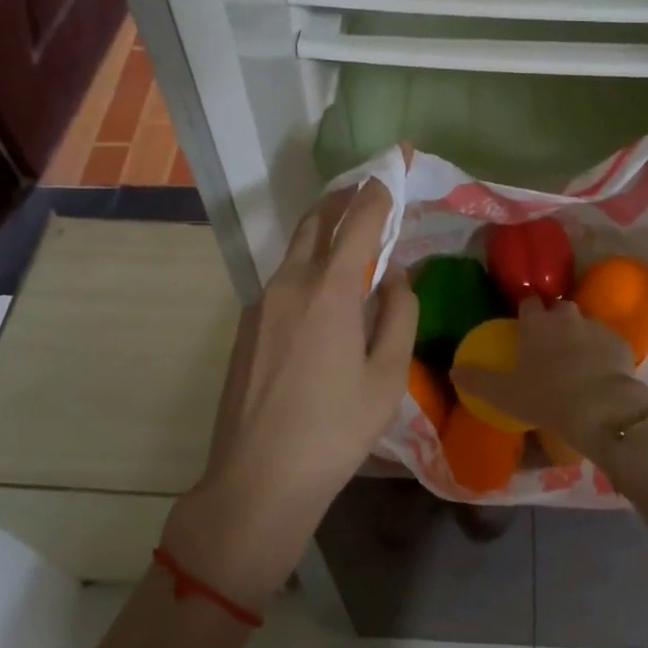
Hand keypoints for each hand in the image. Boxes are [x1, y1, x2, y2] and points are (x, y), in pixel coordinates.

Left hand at [162, 179, 417, 607]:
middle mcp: (290, 282)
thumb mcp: (387, 376)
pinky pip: (284, 278)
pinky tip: (326, 293)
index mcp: (330, 290)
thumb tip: (395, 275)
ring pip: (297, 248)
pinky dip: (309, 265)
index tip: (393, 168)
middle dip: (344, 198)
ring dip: (325, 231)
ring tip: (353, 238)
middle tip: (370, 191)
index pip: (358, 220)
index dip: (378, 191)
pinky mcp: (248, 323)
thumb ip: (399, 314)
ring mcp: (262, 301)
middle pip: (317, 220)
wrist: (257, 480)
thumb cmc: (334, 431)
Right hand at [451, 296, 647, 459]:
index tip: (524, 325)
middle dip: (555, 319)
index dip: (525, 312)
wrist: (601, 407)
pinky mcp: (621, 343)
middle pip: (559, 308)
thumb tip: (454, 369)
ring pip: (585, 324)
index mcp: (536, 322)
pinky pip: (608, 343)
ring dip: (580, 335)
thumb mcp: (503, 393)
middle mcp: (566, 317)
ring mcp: (596, 327)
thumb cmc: (546, 396)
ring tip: (577, 360)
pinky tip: (601, 372)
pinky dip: (603, 352)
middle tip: (550, 344)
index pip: (528, 303)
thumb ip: (477, 379)